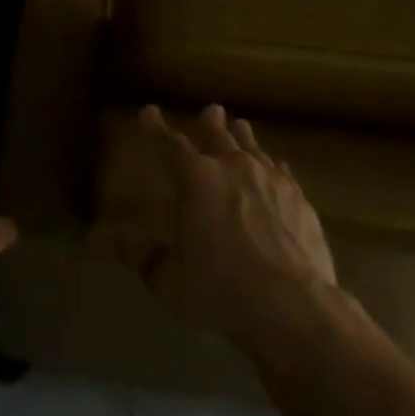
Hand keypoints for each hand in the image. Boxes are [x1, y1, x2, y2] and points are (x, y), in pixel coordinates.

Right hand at [133, 104, 336, 351]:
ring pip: (252, 147)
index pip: (170, 145)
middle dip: (210, 121)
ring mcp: (270, 178)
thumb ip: (145, 259)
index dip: (156, 128)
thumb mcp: (169, 283)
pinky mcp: (298, 197)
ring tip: (240, 126)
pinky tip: (277, 167)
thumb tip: (116, 243)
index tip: (148, 112)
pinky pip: (281, 171)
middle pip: (218, 135)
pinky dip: (273, 165)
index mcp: (196, 180)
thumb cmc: (221, 290)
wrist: (291, 305)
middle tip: (211, 110)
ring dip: (242, 136)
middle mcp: (233, 167)